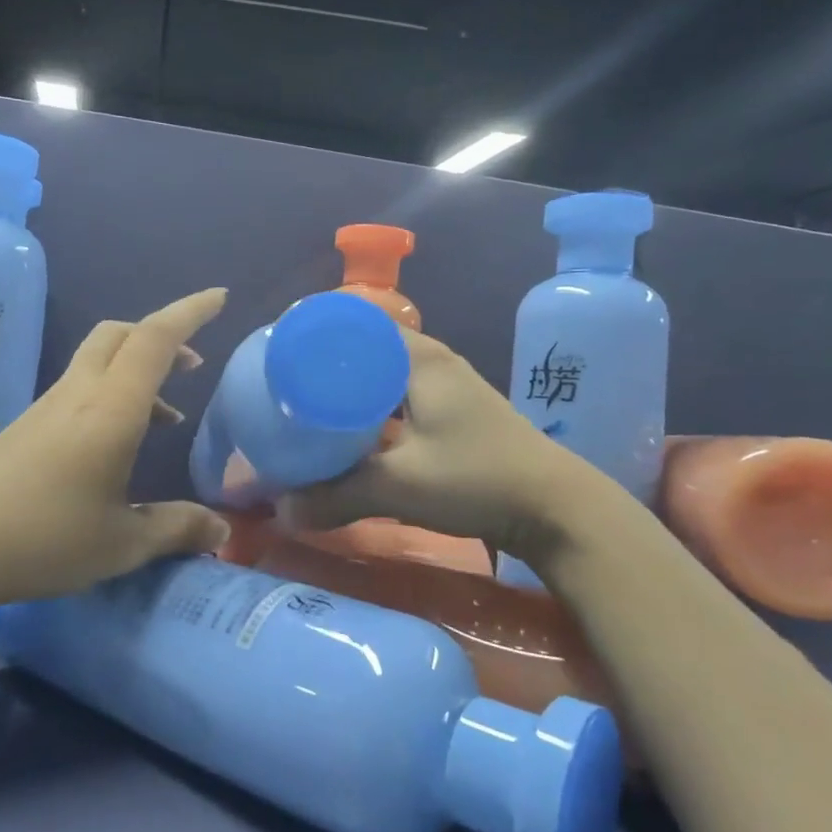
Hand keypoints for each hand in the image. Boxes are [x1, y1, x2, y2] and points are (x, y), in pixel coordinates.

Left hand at [0, 288, 233, 602]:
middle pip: (121, 334)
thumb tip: (221, 533)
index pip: (155, 339)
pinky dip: (113, 395)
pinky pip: (81, 388)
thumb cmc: (42, 539)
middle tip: (193, 362)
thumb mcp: (121, 544)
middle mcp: (79, 394)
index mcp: (111, 409)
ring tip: (167, 416)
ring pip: (100, 360)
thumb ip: (176, 529)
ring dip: (138, 369)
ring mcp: (48, 407)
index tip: (219, 298)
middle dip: (162, 334)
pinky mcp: (27, 425)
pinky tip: (117, 446)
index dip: (190, 313)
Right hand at [279, 329, 599, 551]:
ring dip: (347, 384)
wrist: (555, 508)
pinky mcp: (452, 410)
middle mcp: (430, 359)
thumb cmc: (477, 479)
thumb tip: (281, 510)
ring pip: (381, 372)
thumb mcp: (399, 486)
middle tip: (281, 382)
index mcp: (417, 357)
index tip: (276, 351)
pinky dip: (369, 404)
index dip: (314, 331)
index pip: (355, 321)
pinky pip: (396, 393)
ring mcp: (445, 384)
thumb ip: (336, 496)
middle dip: (323, 361)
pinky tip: (349, 428)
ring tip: (305, 403)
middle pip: (364, 346)